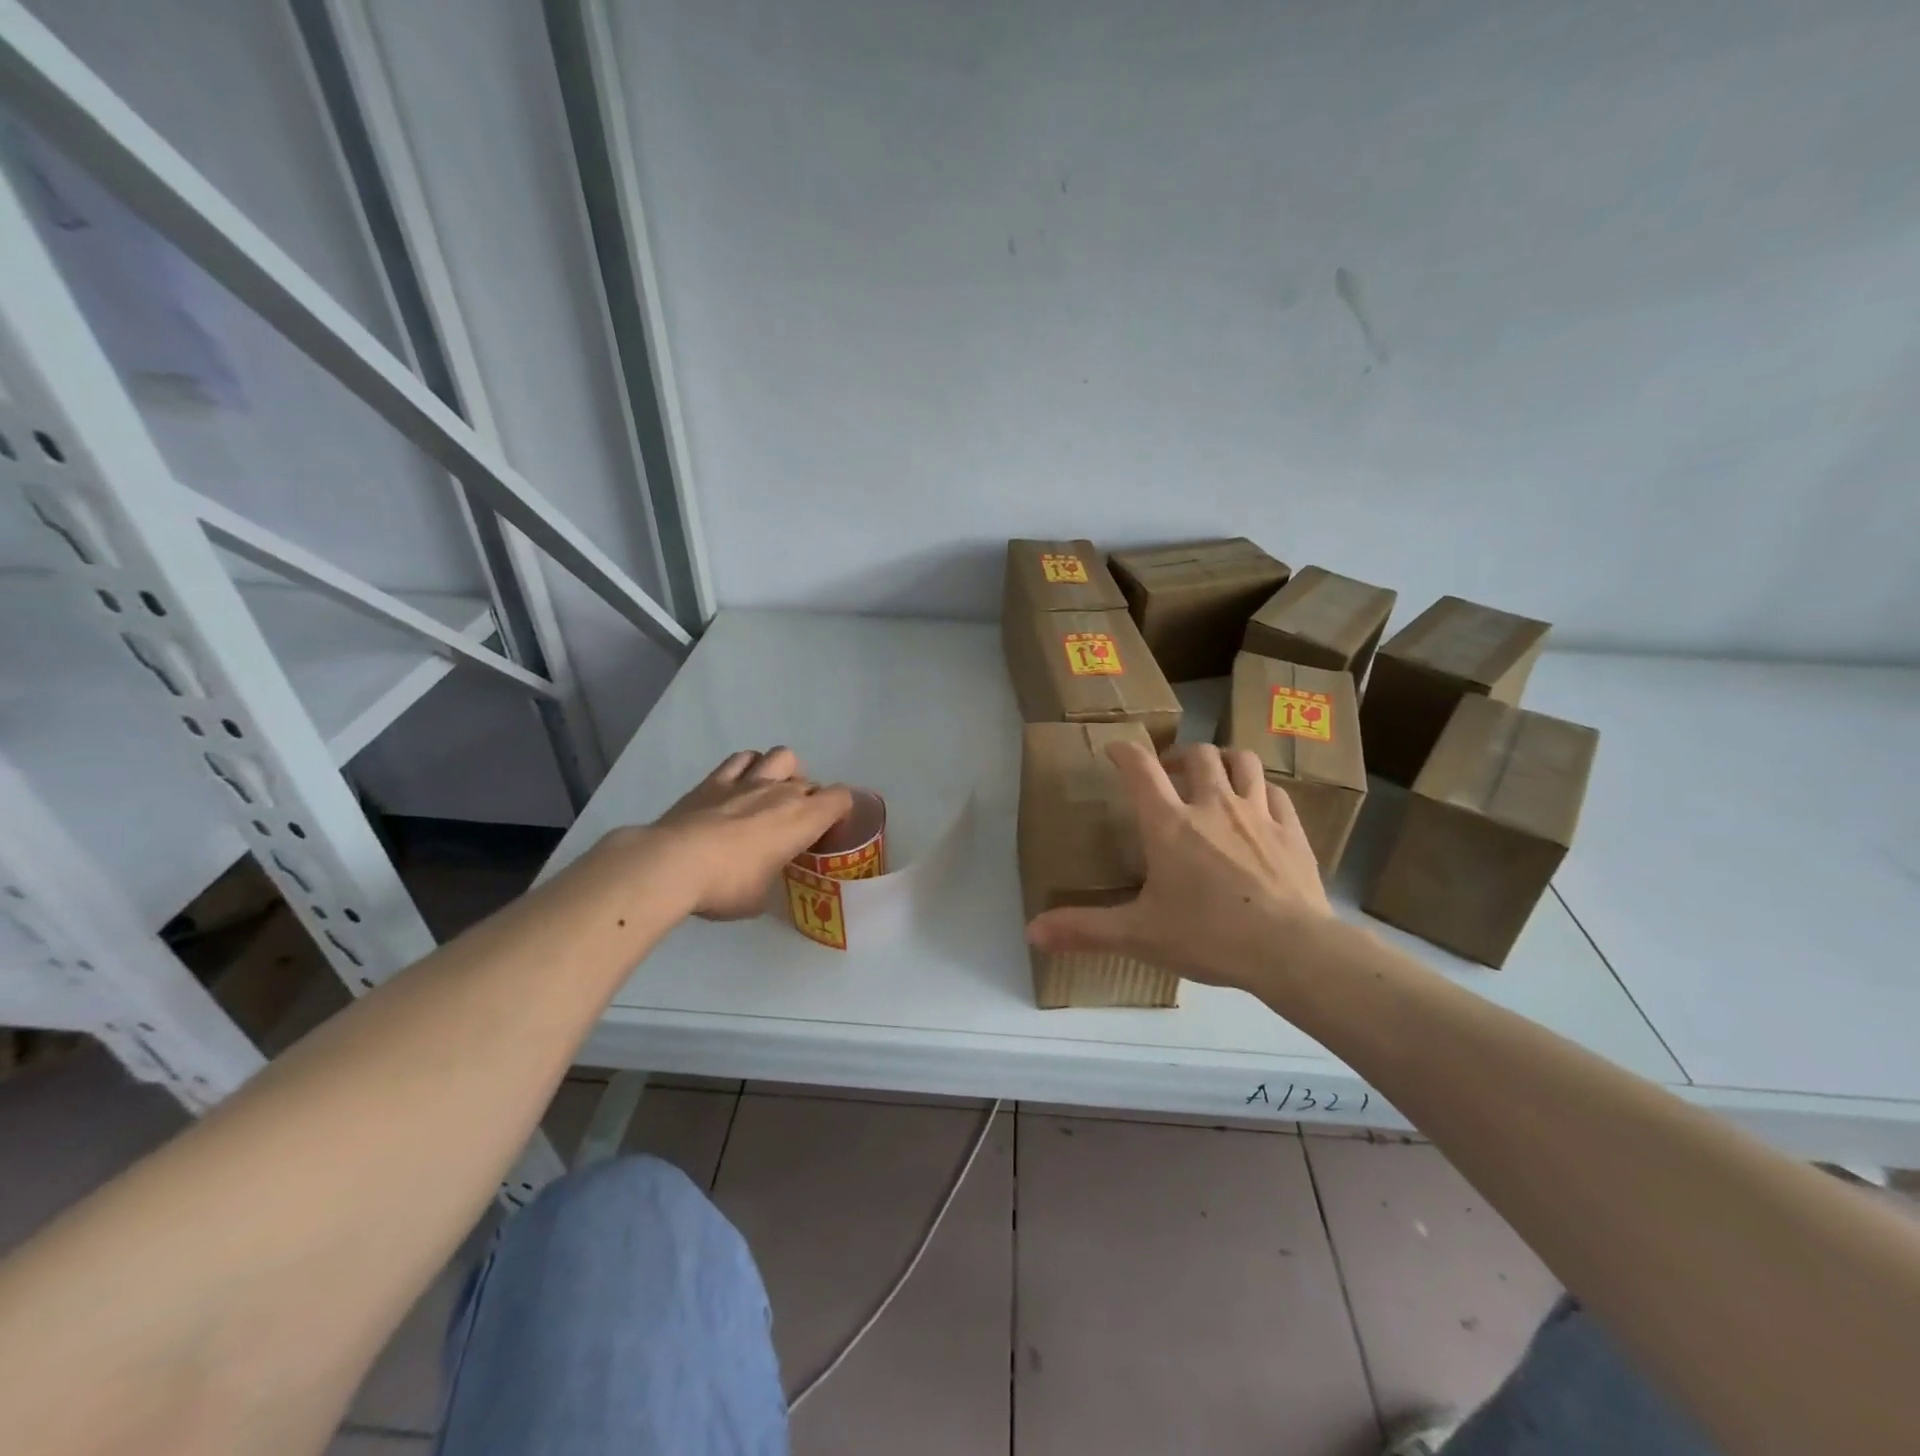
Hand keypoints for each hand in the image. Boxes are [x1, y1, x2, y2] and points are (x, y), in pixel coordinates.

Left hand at [629, 747, 853, 920]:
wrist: (673, 864)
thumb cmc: (728, 886)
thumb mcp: (762, 897)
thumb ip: (773, 879)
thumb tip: (765, 879)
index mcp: (803, 820)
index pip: (841, 798)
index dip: (841, 811)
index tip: (829, 831)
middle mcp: (781, 792)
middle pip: (811, 782)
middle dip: (810, 800)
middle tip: (795, 826)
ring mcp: (747, 781)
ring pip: (781, 756)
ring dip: (784, 772)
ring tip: (773, 794)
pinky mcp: (714, 780)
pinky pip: (742, 758)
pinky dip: (749, 766)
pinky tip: (741, 784)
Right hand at [1025, 742, 1334, 993]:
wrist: (1291, 949)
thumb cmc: (1208, 935)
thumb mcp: (1138, 935)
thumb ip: (1084, 929)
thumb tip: (1032, 932)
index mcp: (1169, 824)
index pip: (1140, 769)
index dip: (1125, 752)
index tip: (1115, 750)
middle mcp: (1213, 805)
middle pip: (1198, 756)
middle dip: (1180, 755)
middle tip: (1170, 771)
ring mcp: (1257, 813)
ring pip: (1242, 762)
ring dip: (1224, 760)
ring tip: (1215, 776)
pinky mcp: (1291, 831)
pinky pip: (1276, 792)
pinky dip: (1261, 790)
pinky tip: (1258, 805)